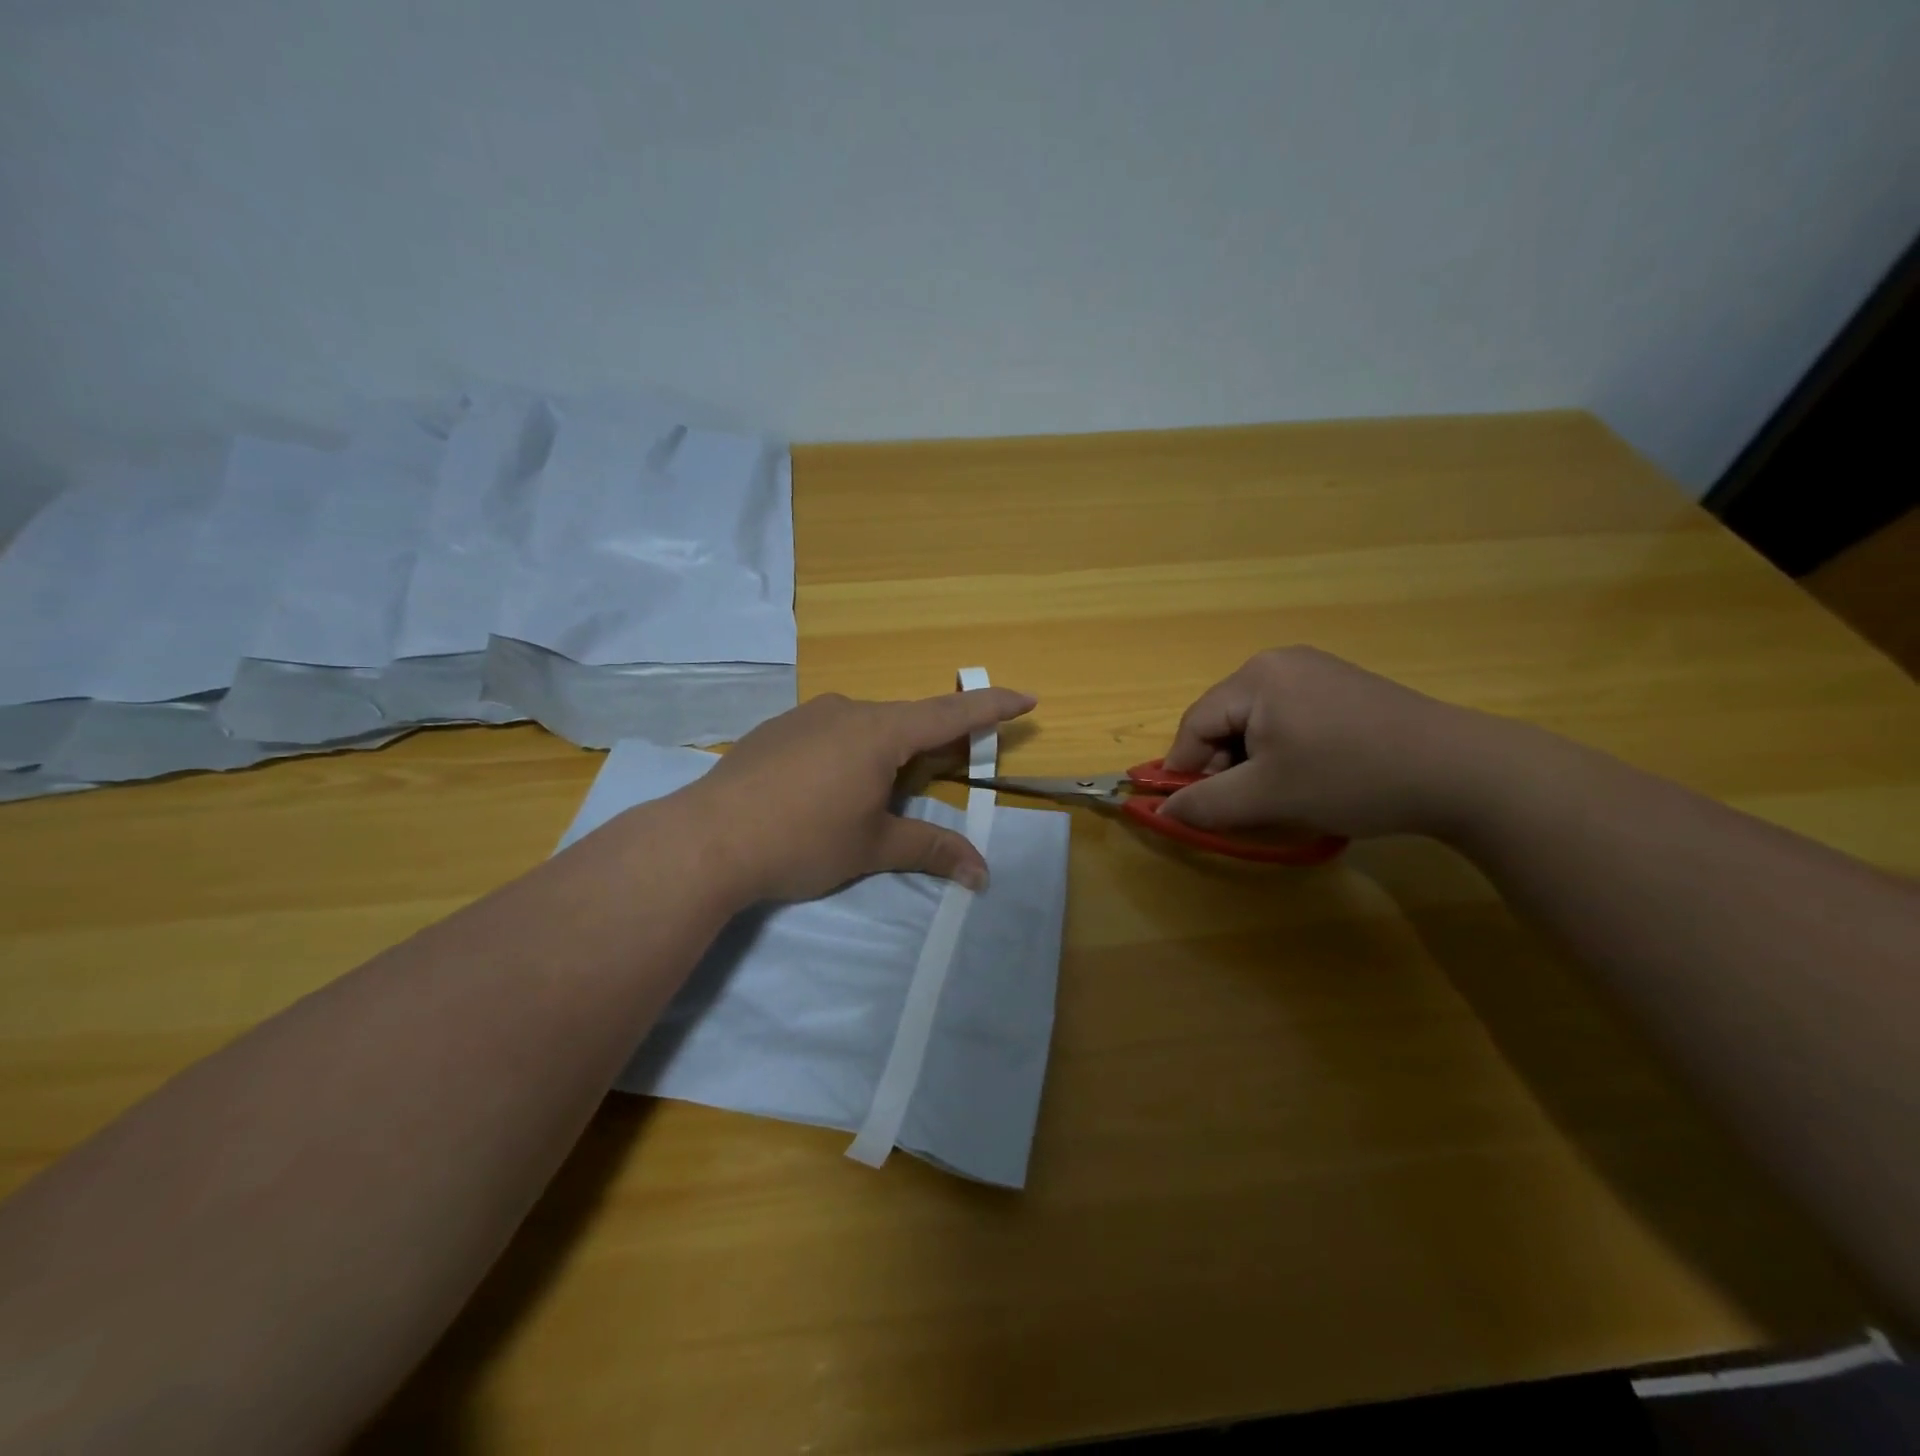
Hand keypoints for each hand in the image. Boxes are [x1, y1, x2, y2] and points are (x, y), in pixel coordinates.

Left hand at [679, 686, 1036, 902]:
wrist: (707, 839)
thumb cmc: (803, 840)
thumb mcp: (873, 847)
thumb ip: (931, 849)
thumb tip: (983, 872)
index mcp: (881, 732)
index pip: (951, 713)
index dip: (992, 707)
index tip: (1026, 698)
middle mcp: (847, 711)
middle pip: (906, 720)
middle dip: (933, 742)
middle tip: (947, 768)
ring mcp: (806, 716)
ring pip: (865, 726)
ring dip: (886, 750)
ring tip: (877, 792)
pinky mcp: (776, 730)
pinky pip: (829, 732)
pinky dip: (848, 752)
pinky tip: (827, 787)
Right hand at [1158, 647, 1502, 839]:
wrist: (1462, 772)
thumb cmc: (1350, 777)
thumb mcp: (1268, 797)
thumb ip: (1206, 803)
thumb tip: (1162, 810)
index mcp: (1256, 676)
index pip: (1195, 725)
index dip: (1186, 771)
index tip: (1192, 811)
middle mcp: (1280, 662)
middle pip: (1226, 721)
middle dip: (1225, 768)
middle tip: (1246, 808)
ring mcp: (1317, 671)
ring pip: (1257, 723)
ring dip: (1255, 764)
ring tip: (1281, 797)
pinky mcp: (1344, 688)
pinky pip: (1290, 720)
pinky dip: (1285, 752)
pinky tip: (1310, 777)